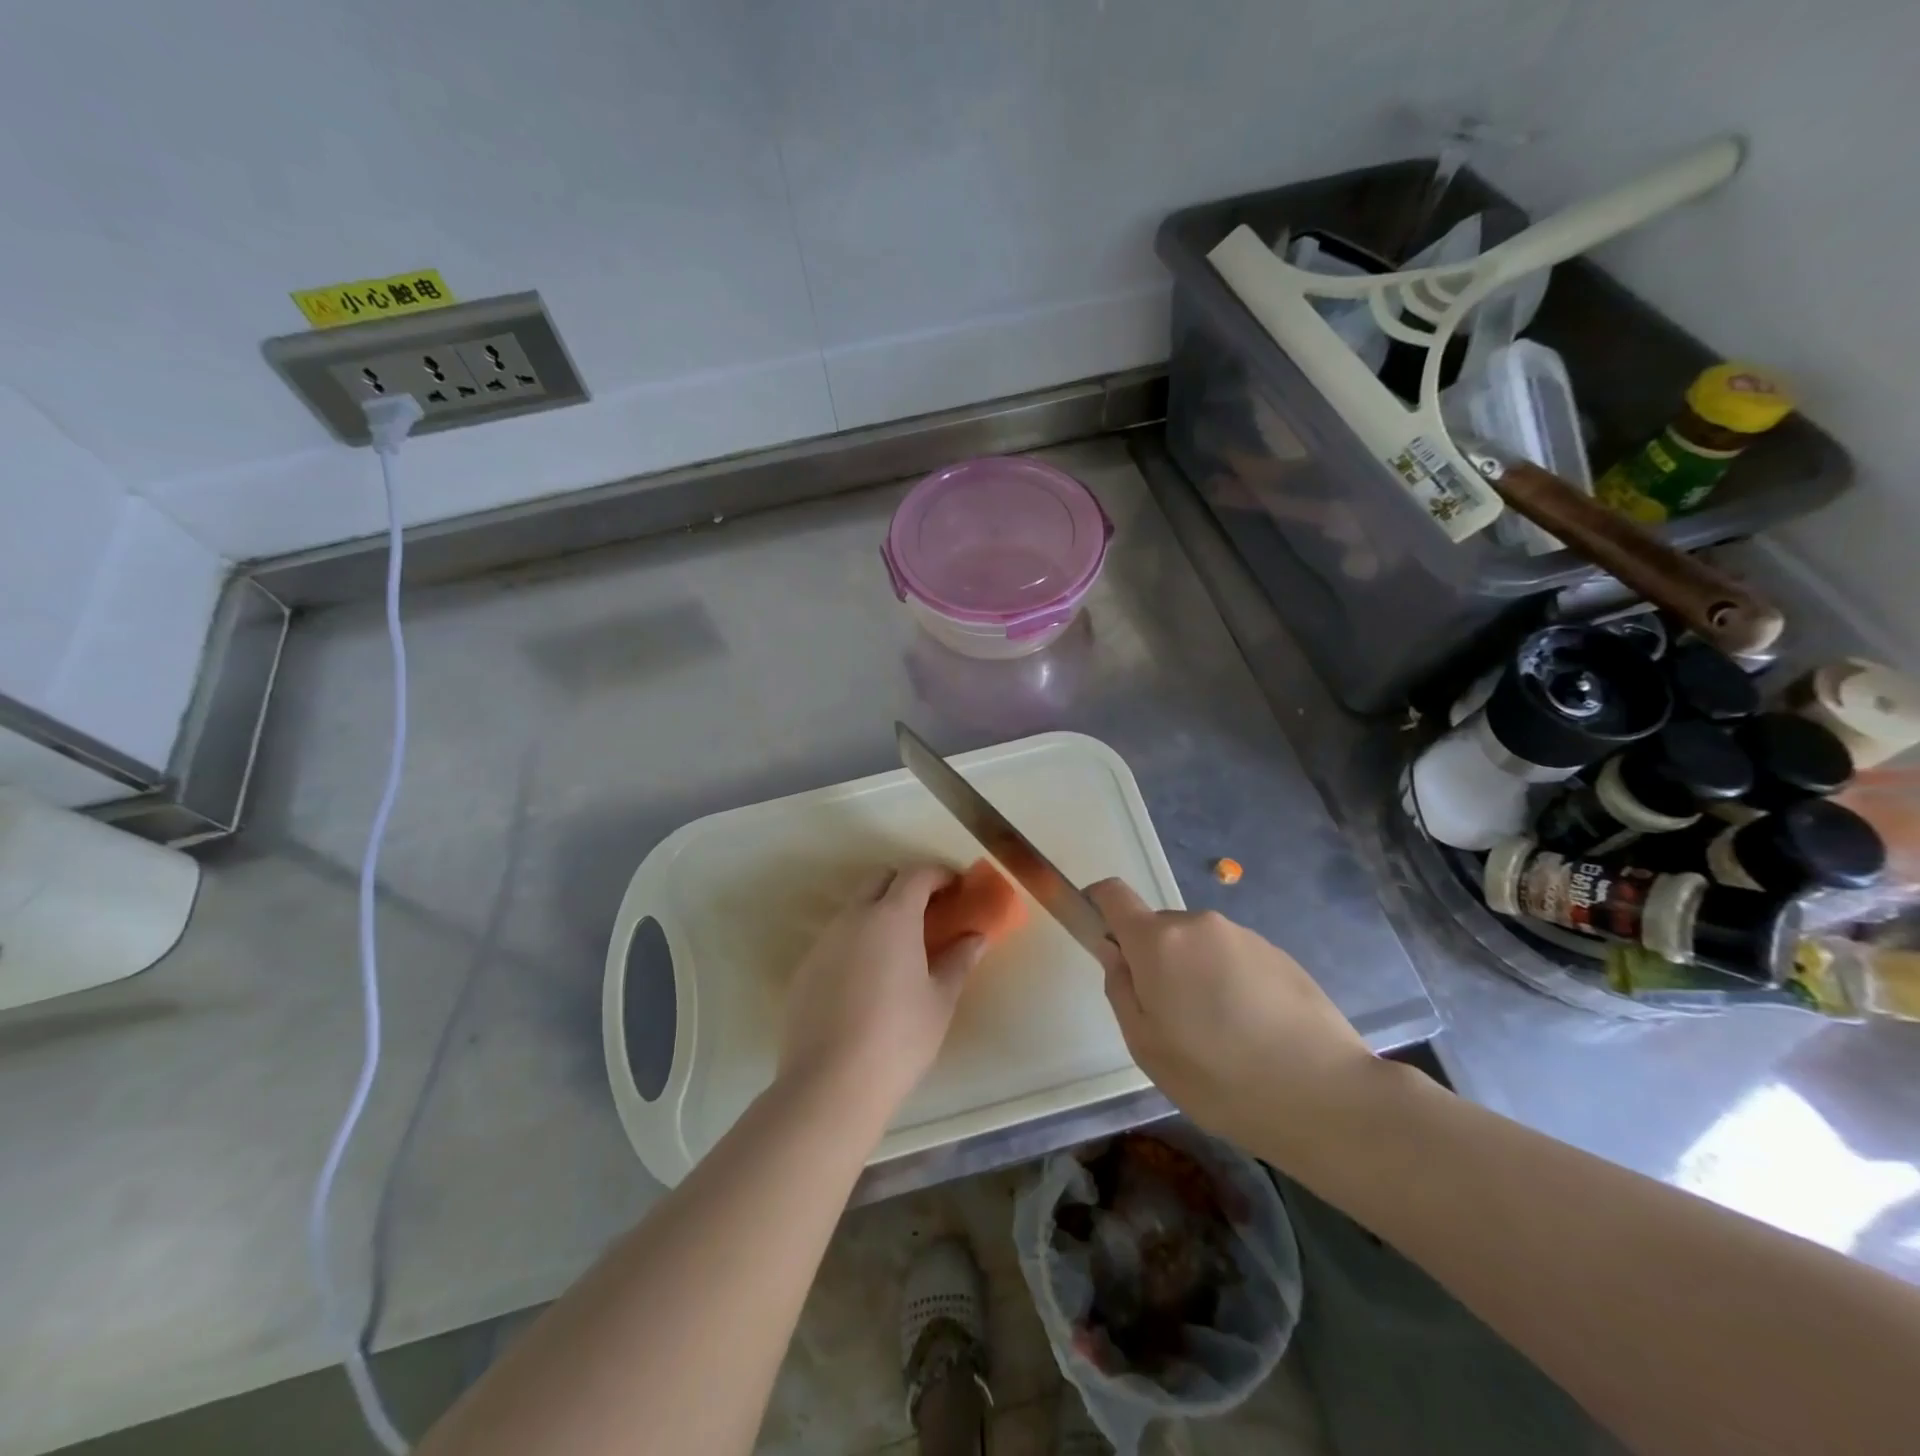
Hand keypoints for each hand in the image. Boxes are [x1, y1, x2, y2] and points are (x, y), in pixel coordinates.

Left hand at [776, 863, 987, 1126]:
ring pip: (854, 910)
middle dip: (905, 885)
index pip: (916, 874)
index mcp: (892, 916)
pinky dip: (856, 943)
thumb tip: (976, 936)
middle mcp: (854, 918)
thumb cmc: (899, 1037)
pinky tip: (867, 981)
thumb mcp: (940, 1000)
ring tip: (899, 950)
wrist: (831, 1083)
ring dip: (878, 914)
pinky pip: (836, 940)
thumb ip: (959, 960)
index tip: (956, 887)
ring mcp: (824, 942)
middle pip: (879, 880)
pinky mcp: (805, 969)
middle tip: (929, 912)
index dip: (939, 874)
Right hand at [1088, 879, 1380, 1162]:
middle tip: (1170, 1018)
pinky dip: (1229, 982)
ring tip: (1219, 1034)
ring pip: (1199, 945)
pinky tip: (1252, 1032)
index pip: (1114, 895)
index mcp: (1159, 941)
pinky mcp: (1279, 954)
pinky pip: (1234, 958)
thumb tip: (1115, 953)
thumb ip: (1121, 989)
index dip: (1097, 905)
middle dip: (1153, 960)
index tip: (1100, 936)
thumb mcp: (1146, 1046)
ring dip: (1194, 973)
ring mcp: (1244, 935)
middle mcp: (1199, 924)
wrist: (1324, 1095)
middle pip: (1159, 928)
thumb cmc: (1218, 1077)